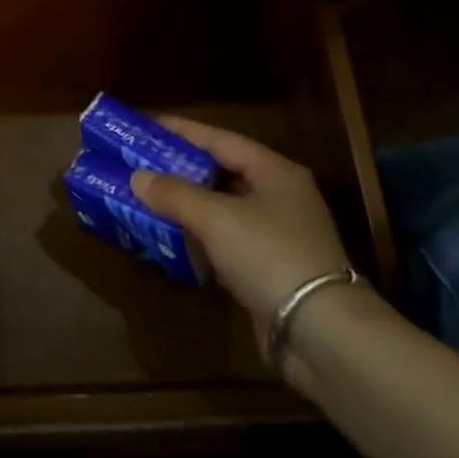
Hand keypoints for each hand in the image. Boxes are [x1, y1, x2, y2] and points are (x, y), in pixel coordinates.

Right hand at [130, 118, 353, 347]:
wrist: (320, 332)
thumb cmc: (269, 255)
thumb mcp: (216, 217)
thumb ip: (175, 194)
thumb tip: (138, 178)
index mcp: (275, 172)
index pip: (221, 139)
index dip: (182, 131)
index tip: (146, 125)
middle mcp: (279, 197)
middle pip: (221, 172)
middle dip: (180, 168)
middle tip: (139, 161)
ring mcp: (276, 235)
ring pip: (222, 208)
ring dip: (186, 204)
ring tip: (146, 195)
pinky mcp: (268, 269)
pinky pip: (224, 241)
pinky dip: (197, 236)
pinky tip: (169, 236)